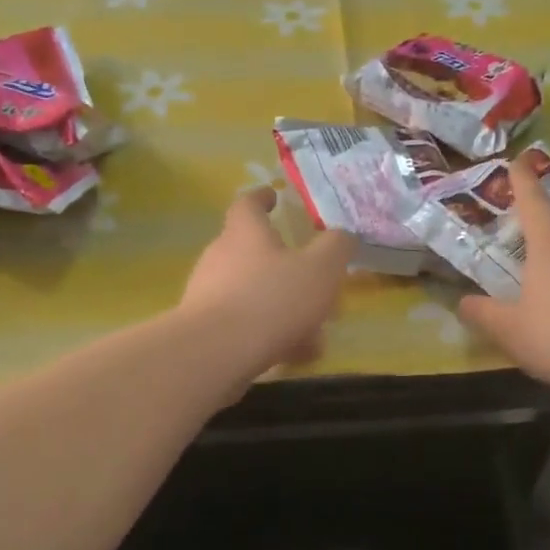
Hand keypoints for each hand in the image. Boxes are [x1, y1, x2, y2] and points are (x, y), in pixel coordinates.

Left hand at [179, 189, 355, 378]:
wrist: (215, 354)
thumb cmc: (271, 300)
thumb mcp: (320, 270)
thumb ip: (336, 248)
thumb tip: (343, 235)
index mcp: (245, 233)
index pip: (248, 203)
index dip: (262, 197)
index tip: (273, 196)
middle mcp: (220, 257)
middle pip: (251, 251)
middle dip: (282, 263)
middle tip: (310, 276)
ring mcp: (208, 294)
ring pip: (252, 293)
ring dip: (281, 305)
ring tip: (313, 329)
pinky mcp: (205, 329)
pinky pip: (244, 325)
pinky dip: (270, 333)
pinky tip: (294, 354)